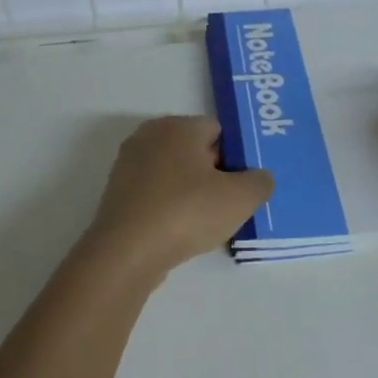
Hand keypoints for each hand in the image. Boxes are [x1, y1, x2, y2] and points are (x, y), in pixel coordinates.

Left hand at [83, 116, 274, 279]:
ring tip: (206, 222)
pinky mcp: (117, 192)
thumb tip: (259, 177)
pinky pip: (155, 192)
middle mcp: (150, 135)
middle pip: (194, 149)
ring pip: (173, 172)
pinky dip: (169, 206)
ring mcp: (129, 163)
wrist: (126, 251)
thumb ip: (259, 182)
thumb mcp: (240, 198)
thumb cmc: (186, 212)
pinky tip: (179, 230)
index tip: (245, 183)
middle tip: (231, 203)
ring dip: (191, 192)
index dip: (237, 155)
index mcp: (178, 126)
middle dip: (214, 172)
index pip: (218, 130)